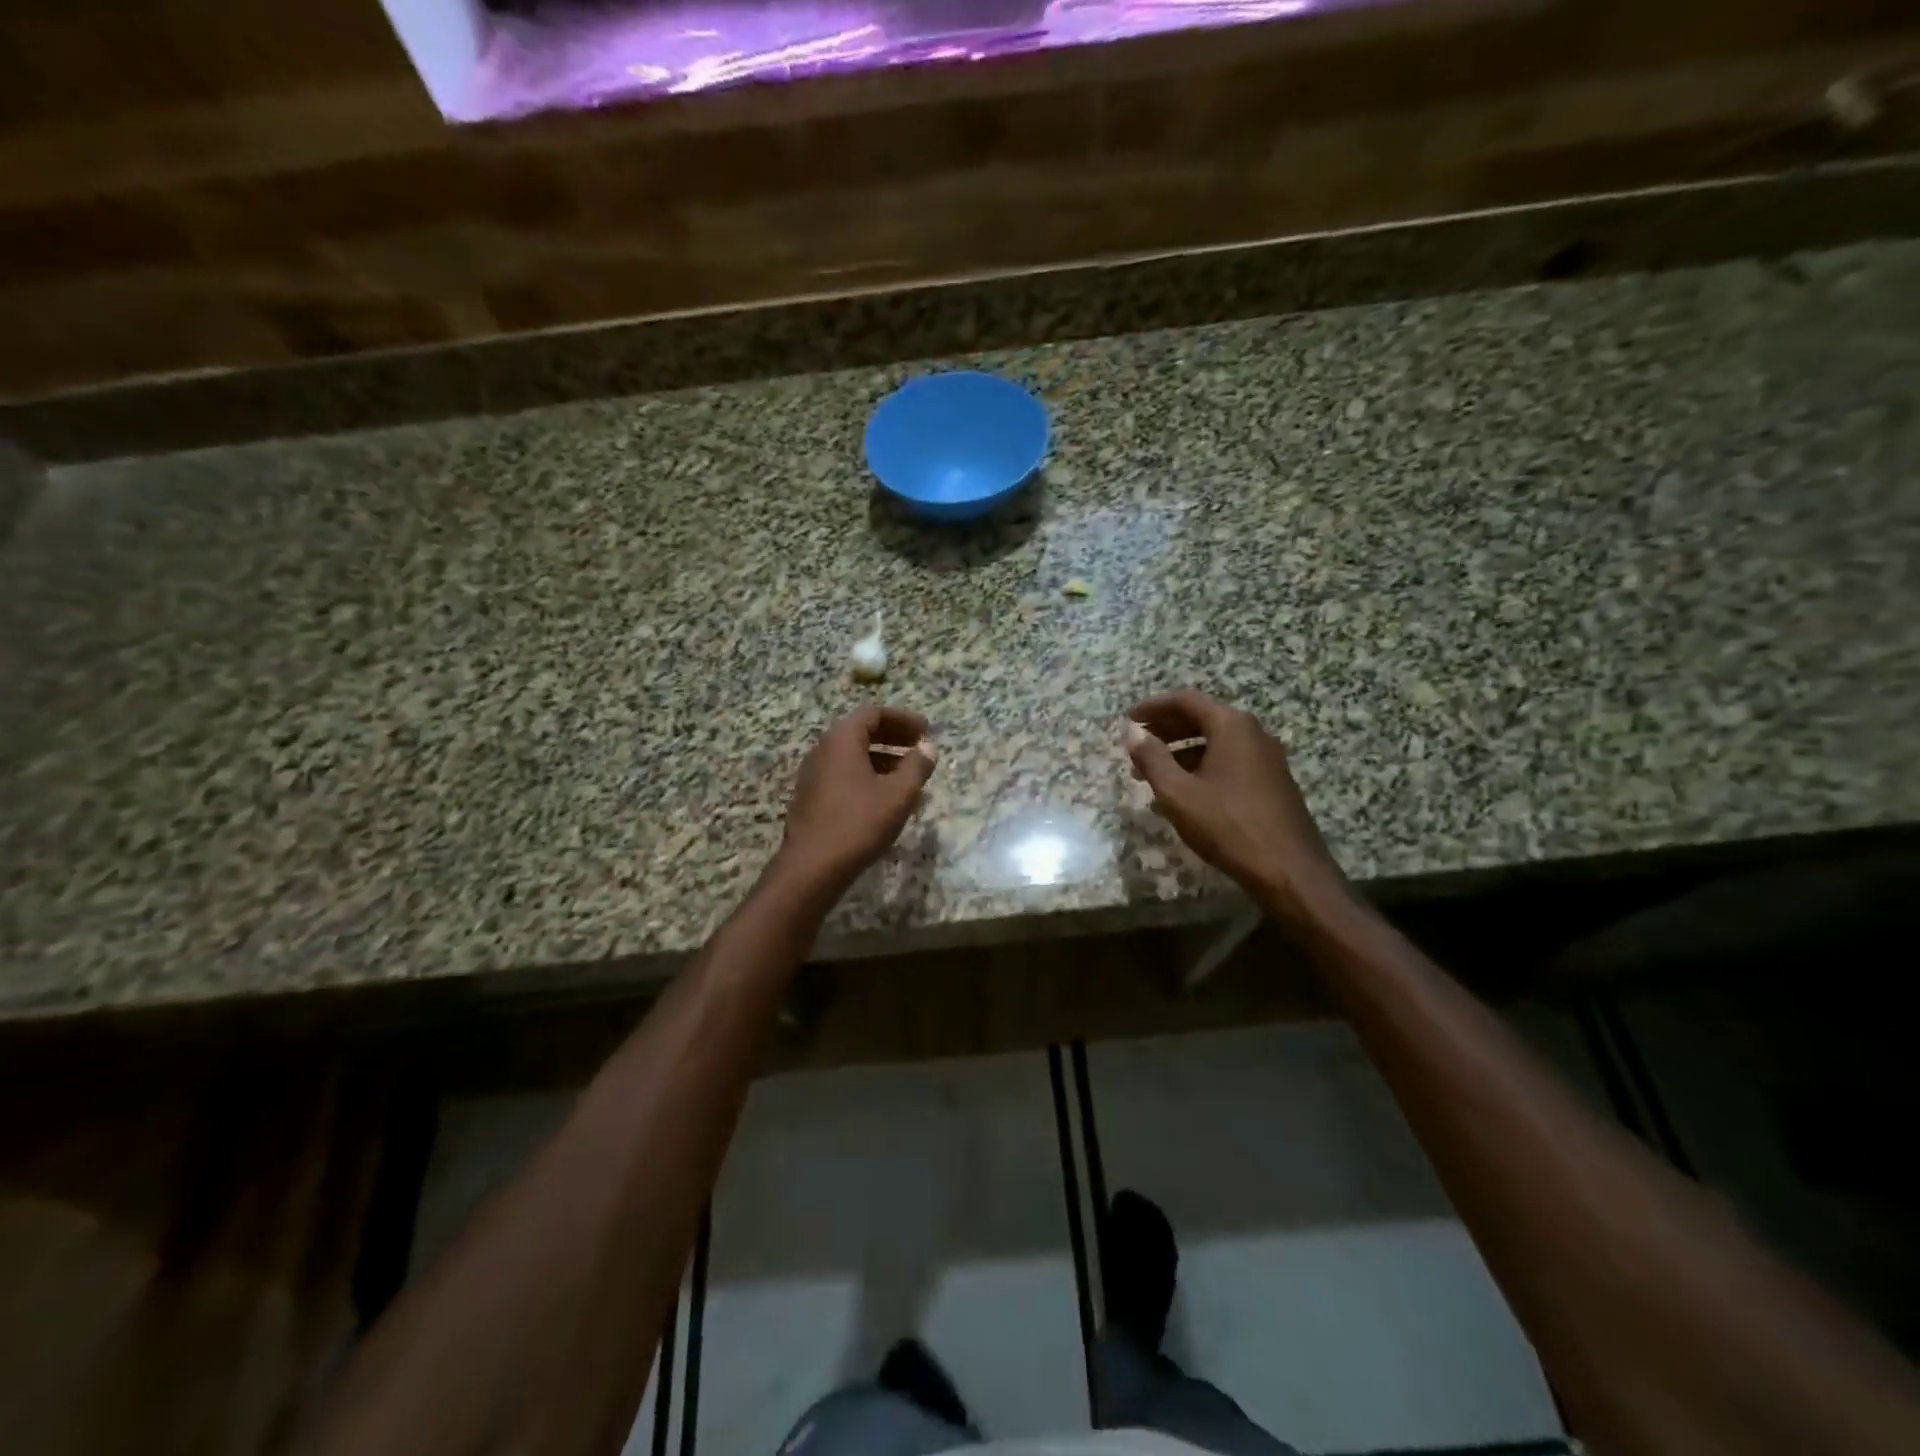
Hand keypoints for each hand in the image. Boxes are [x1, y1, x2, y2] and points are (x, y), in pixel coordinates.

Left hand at [778, 706, 936, 894]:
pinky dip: (869, 777)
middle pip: (862, 733)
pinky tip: (887, 800)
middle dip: (894, 738)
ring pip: (854, 757)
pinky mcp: (812, 798)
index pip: (874, 714)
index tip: (926, 730)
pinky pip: (845, 776)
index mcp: (841, 740)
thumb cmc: (859, 823)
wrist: (812, 867)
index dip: (903, 720)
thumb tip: (928, 748)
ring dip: (884, 761)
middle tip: (920, 748)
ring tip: (910, 778)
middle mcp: (823, 750)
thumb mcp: (898, 794)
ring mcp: (813, 775)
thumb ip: (916, 766)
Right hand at [1124, 690, 1349, 921]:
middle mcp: (1254, 733)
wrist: (1289, 870)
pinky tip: (1185, 790)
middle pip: (1203, 718)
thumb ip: (1152, 758)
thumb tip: (1132, 732)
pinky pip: (1230, 760)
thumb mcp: (1178, 793)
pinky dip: (1203, 764)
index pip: (1186, 700)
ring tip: (1154, 771)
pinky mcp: (1273, 781)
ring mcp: (1267, 757)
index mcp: (1232, 726)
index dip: (1153, 707)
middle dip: (1167, 728)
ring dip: (1183, 750)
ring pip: (1217, 741)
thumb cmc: (1228, 826)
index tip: (1128, 719)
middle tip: (1138, 743)